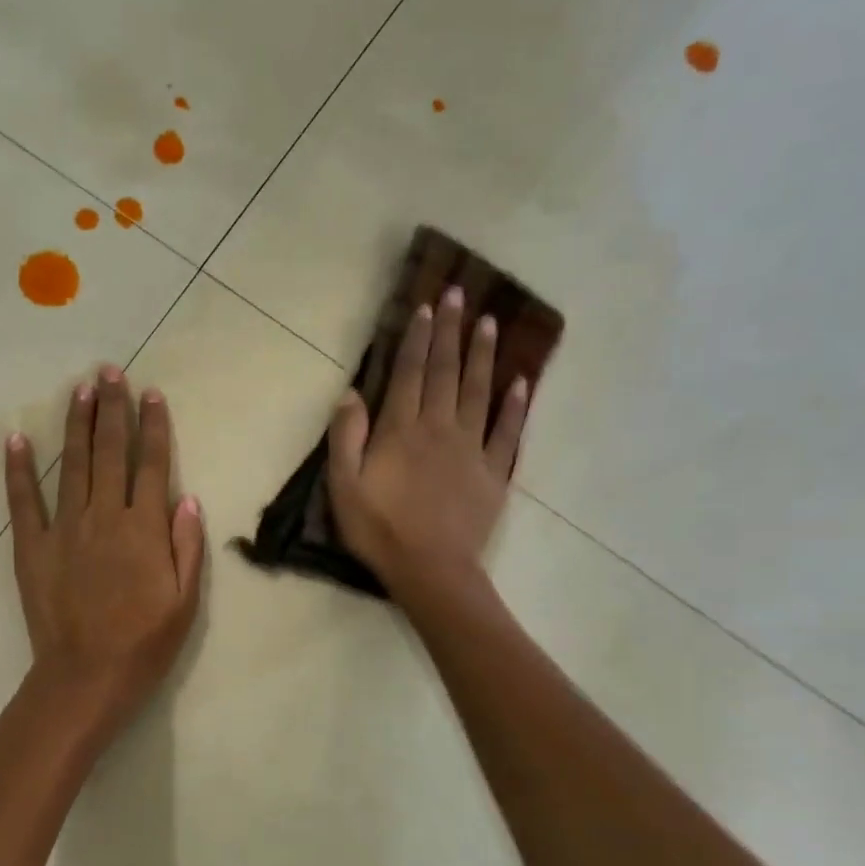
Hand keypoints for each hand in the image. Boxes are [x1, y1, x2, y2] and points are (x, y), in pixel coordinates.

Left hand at [5, 365, 205, 736]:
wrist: (86, 676)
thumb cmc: (144, 643)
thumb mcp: (185, 601)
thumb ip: (186, 547)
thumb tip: (187, 499)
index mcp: (143, 529)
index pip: (151, 465)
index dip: (153, 426)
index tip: (152, 394)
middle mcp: (104, 516)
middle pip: (111, 452)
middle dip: (112, 408)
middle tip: (110, 371)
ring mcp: (64, 528)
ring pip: (73, 464)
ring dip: (77, 424)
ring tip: (79, 388)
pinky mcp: (32, 546)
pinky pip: (24, 500)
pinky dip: (19, 468)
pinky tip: (16, 438)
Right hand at [326, 285, 529, 605]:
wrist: (430, 570)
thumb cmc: (379, 530)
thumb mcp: (343, 486)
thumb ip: (346, 437)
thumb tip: (351, 393)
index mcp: (401, 430)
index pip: (410, 373)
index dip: (418, 339)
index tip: (427, 307)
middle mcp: (439, 428)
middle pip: (447, 372)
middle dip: (452, 332)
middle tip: (460, 295)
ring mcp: (472, 450)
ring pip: (479, 393)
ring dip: (484, 356)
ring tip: (491, 324)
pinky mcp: (493, 474)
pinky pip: (507, 433)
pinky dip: (515, 407)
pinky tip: (521, 383)